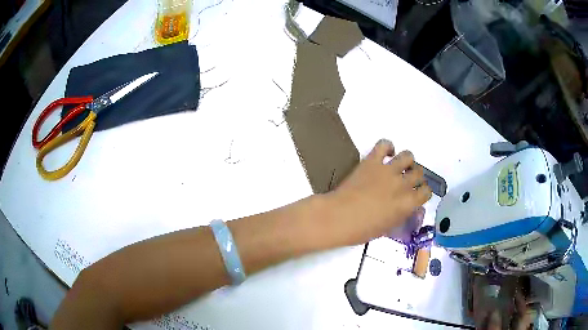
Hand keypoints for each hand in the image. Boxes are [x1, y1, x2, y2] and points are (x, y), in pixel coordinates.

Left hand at [324, 139, 431, 245]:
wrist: (339, 217)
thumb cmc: (362, 230)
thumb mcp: (388, 228)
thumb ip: (402, 215)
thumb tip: (408, 208)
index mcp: (408, 203)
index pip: (427, 192)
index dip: (423, 192)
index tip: (417, 194)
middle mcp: (402, 184)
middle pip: (419, 173)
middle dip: (416, 177)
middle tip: (406, 181)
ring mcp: (388, 170)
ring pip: (408, 156)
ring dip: (407, 161)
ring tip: (399, 167)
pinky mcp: (372, 161)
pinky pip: (384, 144)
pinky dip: (387, 147)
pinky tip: (386, 154)